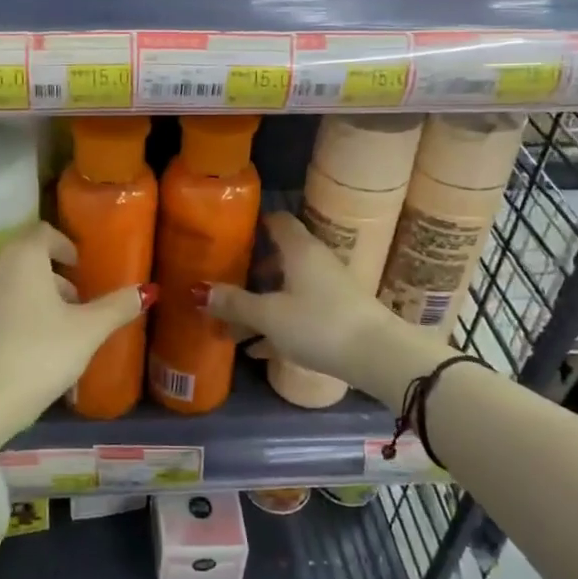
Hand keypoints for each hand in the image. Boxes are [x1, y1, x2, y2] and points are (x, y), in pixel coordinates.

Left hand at [0, 222, 154, 449]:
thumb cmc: (39, 354)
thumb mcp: (86, 331)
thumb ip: (117, 307)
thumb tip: (148, 290)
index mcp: (23, 256)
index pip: (44, 231)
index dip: (66, 246)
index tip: (83, 269)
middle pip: (28, 254)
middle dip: (55, 271)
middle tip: (79, 298)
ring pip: (14, 279)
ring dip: (38, 291)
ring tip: (63, 323)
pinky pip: (1, 300)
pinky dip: (20, 309)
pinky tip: (37, 343)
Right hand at [200, 212, 441, 406]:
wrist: (378, 357)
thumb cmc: (319, 324)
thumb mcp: (269, 316)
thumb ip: (235, 303)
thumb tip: (199, 291)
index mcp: (300, 250)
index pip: (277, 221)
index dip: (253, 223)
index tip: (228, 233)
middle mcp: (316, 262)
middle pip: (279, 256)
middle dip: (251, 270)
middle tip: (223, 281)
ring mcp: (329, 289)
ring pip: (288, 287)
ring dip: (262, 301)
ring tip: (233, 322)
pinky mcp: (337, 315)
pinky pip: (299, 312)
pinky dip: (278, 323)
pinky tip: (257, 349)